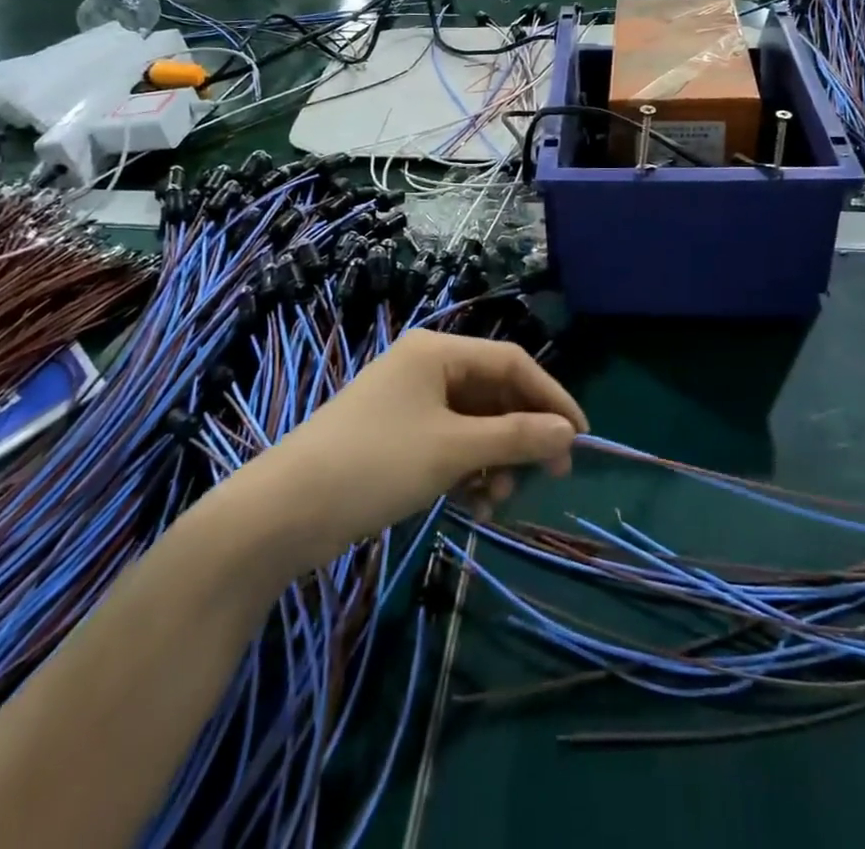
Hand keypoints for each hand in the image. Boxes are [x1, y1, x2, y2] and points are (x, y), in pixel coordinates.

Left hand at [243, 330, 586, 568]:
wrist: (283, 512)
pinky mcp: (396, 437)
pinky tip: (474, 505)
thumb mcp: (453, 449)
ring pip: (473, 424)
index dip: (551, 396)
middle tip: (550, 475)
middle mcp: (425, 368)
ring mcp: (409, 403)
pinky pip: (449, 445)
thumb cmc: (376, 463)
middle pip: (493, 393)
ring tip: (497, 499)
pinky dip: (468, 471)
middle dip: (522, 435)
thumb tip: (569, 432)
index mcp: (437, 352)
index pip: (511, 362)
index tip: (580, 436)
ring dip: (495, 459)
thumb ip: (516, 437)